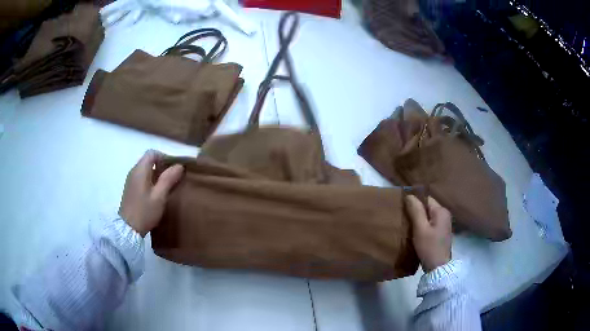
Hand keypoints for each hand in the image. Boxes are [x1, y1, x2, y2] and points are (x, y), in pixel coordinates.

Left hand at [119, 150, 183, 236]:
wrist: (128, 229)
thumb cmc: (144, 211)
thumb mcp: (159, 196)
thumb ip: (168, 179)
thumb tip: (179, 165)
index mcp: (140, 170)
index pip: (152, 153)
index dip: (164, 157)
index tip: (174, 168)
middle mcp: (134, 171)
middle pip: (149, 160)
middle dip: (162, 165)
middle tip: (174, 178)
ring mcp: (131, 180)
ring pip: (146, 170)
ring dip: (157, 174)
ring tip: (168, 186)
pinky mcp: (131, 189)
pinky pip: (142, 178)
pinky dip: (151, 180)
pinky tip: (157, 193)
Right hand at [405, 195, 451, 272]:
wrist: (438, 268)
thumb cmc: (429, 247)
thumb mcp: (420, 229)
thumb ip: (416, 211)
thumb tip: (409, 195)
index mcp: (441, 211)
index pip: (426, 199)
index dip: (414, 202)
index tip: (403, 209)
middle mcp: (444, 215)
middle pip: (427, 207)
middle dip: (416, 211)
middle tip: (403, 218)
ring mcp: (444, 224)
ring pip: (428, 216)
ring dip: (418, 219)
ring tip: (407, 225)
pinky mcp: (441, 233)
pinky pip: (430, 224)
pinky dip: (422, 226)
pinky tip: (415, 233)